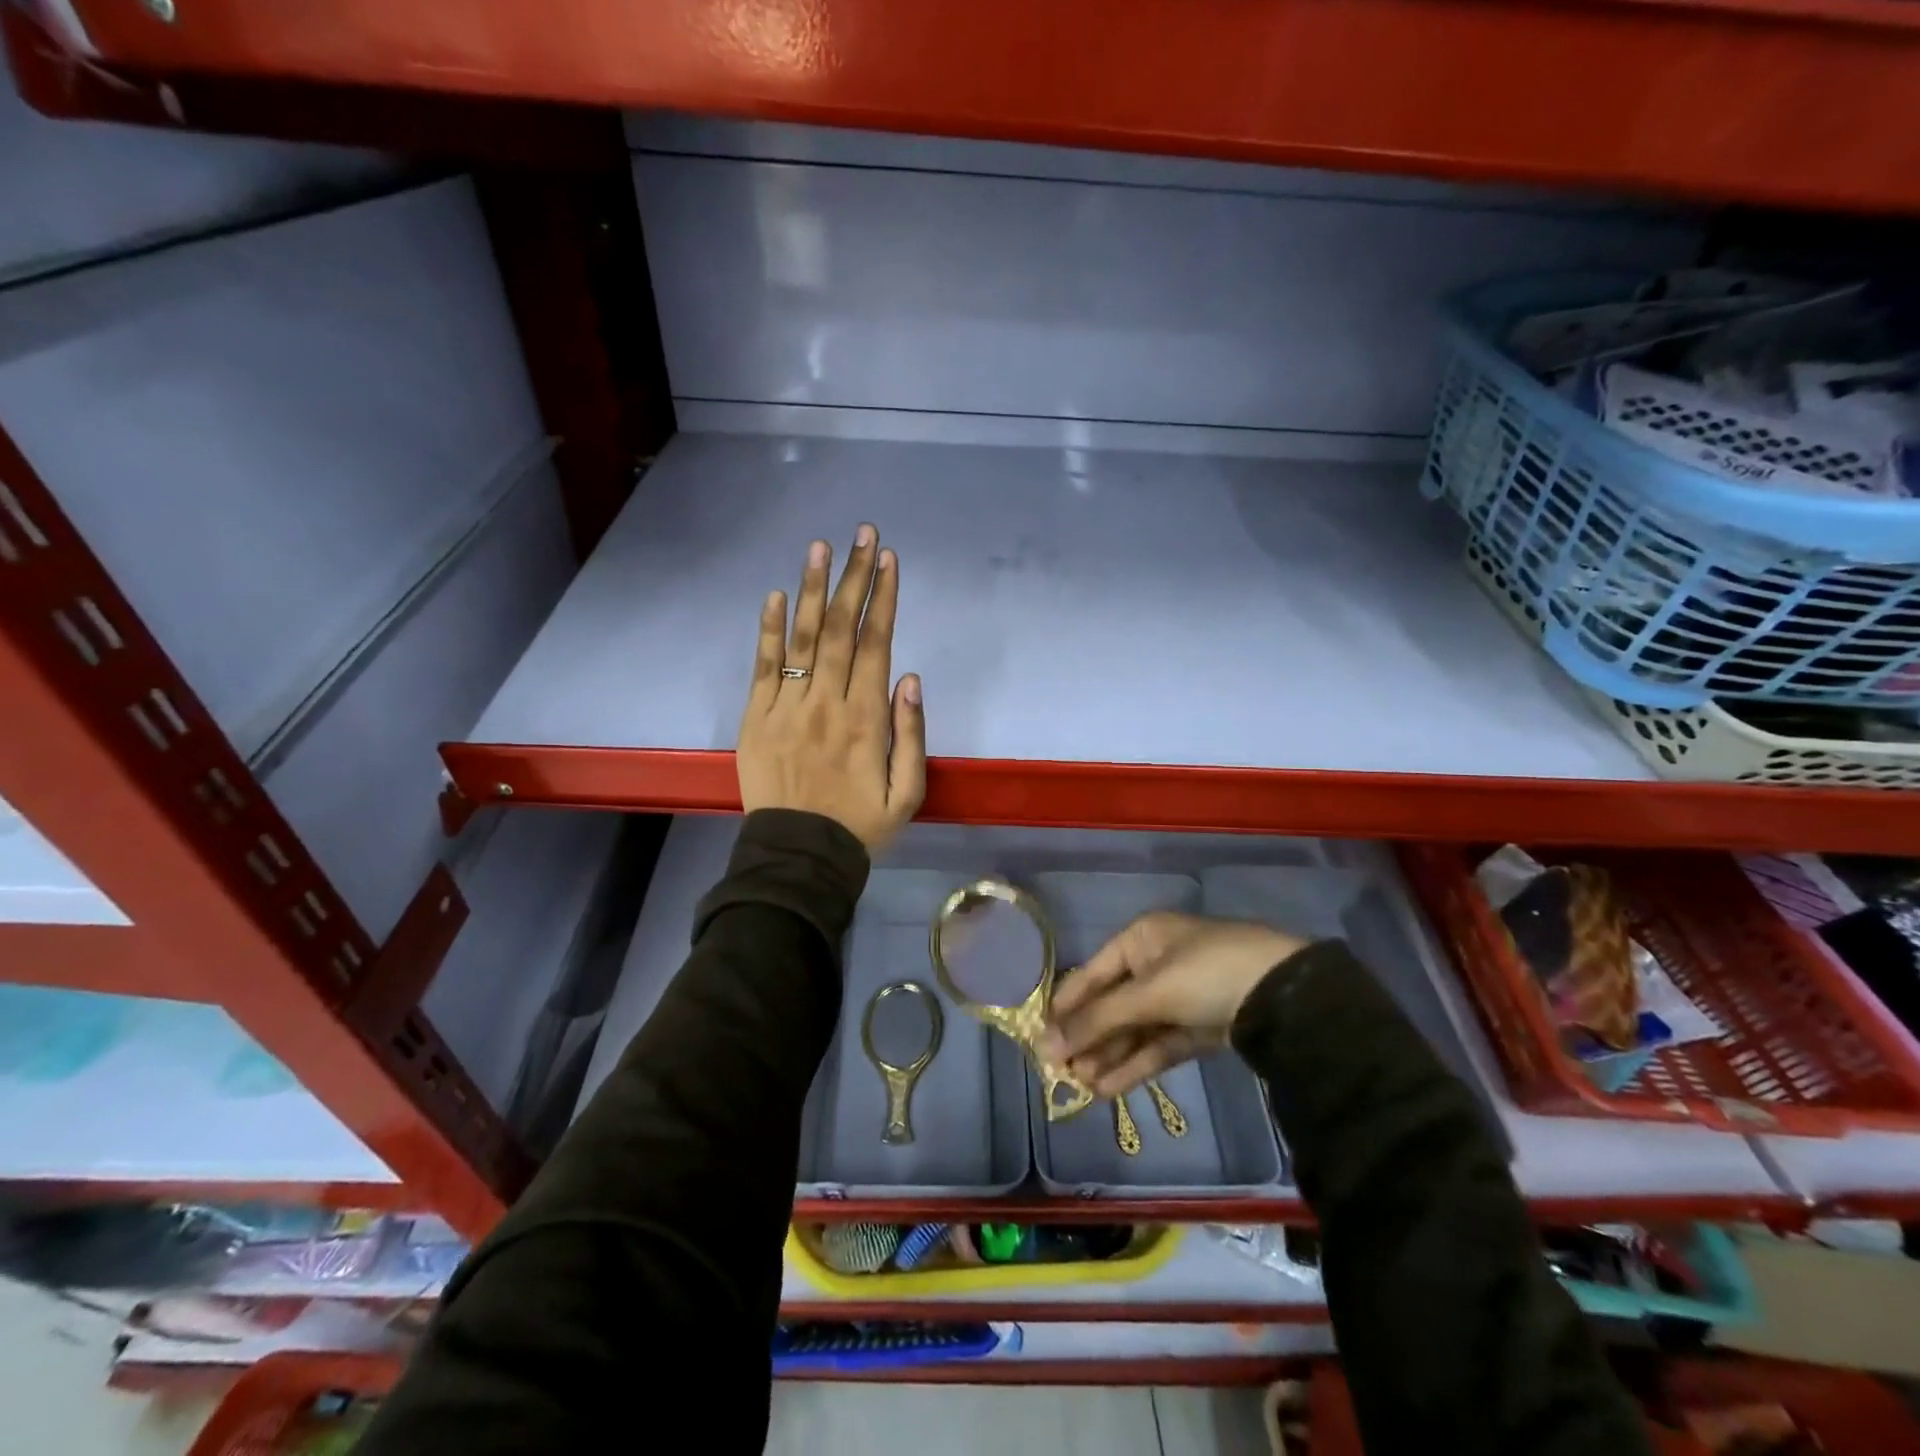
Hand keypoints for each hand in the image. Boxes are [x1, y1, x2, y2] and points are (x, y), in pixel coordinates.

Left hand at [737, 524, 925, 853]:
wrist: (798, 857)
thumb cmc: (860, 827)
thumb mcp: (908, 794)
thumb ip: (912, 735)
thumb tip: (911, 678)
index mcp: (866, 719)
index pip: (876, 644)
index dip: (883, 598)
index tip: (889, 560)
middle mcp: (827, 702)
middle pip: (842, 630)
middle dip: (855, 577)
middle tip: (863, 534)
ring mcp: (787, 708)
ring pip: (803, 638)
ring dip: (813, 589)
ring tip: (820, 547)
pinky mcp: (756, 718)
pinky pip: (764, 667)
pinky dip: (769, 630)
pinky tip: (776, 596)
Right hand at [1037, 913, 1303, 1096]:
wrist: (1285, 995)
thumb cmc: (1205, 974)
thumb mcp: (1148, 993)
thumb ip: (1098, 1020)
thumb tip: (1047, 1044)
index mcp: (1141, 938)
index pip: (1092, 974)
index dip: (1067, 1006)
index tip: (1040, 1038)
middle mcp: (1156, 962)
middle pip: (1112, 1004)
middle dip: (1088, 1038)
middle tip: (1060, 1073)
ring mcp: (1180, 995)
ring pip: (1134, 1028)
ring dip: (1108, 1056)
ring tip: (1081, 1089)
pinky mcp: (1199, 1025)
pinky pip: (1158, 1044)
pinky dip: (1135, 1064)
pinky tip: (1109, 1088)